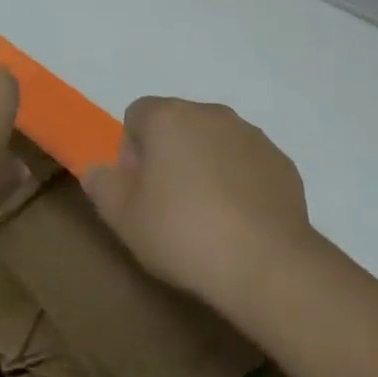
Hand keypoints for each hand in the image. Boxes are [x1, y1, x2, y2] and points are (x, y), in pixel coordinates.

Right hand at [83, 97, 312, 314]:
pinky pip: (248, 163)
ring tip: (208, 217)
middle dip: (170, 155)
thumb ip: (102, 186)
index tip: (139, 190)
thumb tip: (96, 169)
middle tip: (169, 205)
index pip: (137, 114)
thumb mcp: (124, 218)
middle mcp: (211, 113)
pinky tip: (240, 222)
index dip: (132, 151)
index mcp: (169, 117)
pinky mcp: (280, 161)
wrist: (266, 263)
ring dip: (206, 165)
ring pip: (215, 142)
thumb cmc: (183, 233)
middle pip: (178, 125)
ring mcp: (250, 135)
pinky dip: (239, 181)